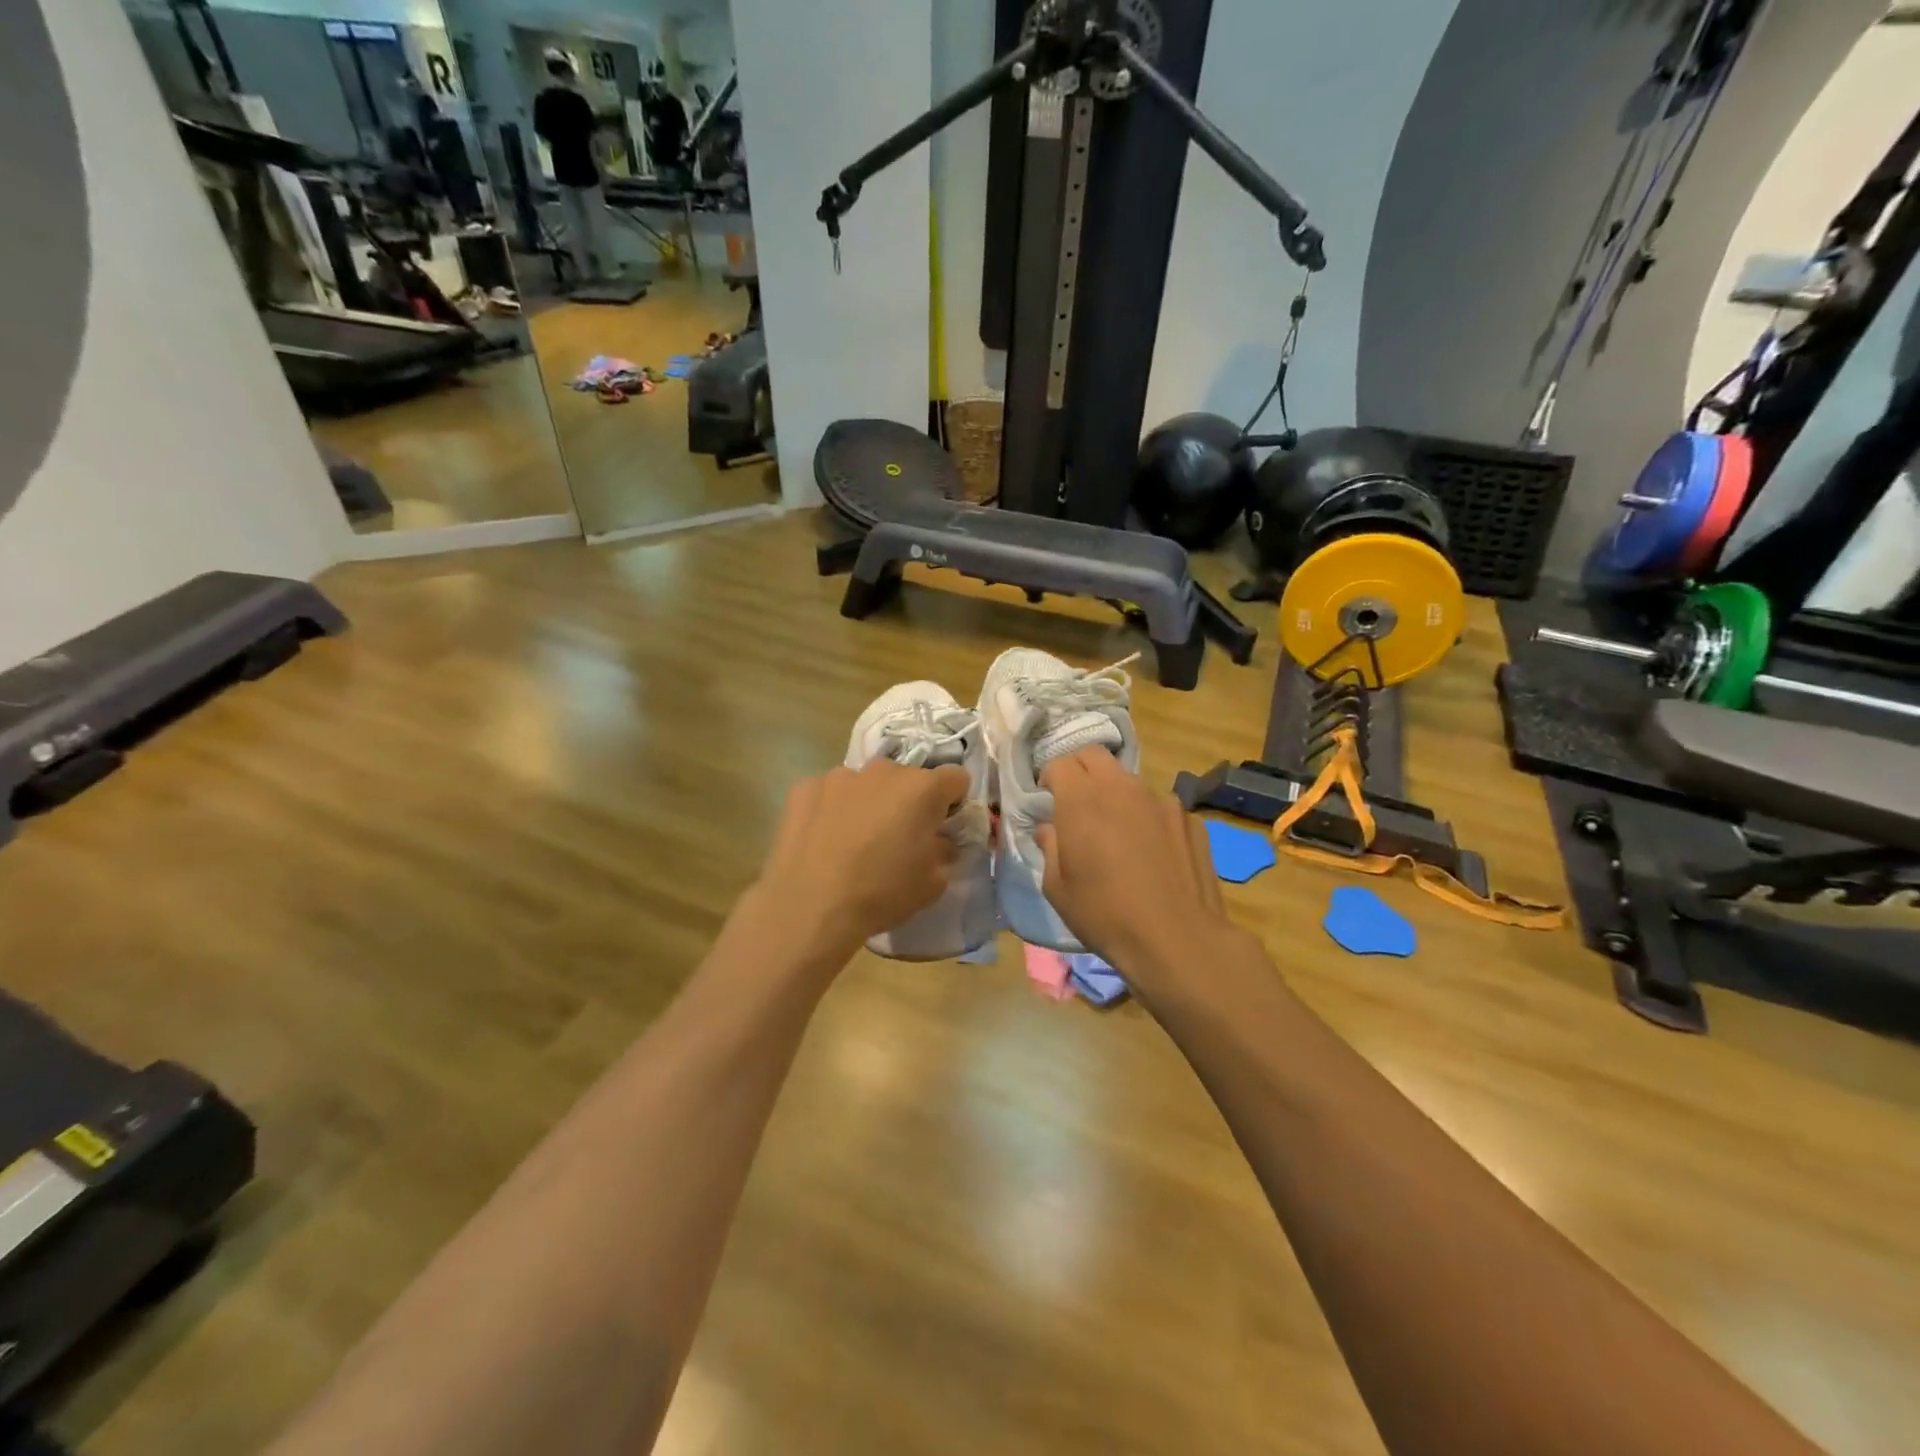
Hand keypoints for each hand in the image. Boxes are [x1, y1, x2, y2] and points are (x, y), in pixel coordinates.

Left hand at [752, 759, 971, 967]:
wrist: (810, 906)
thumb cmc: (881, 893)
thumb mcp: (932, 884)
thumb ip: (943, 852)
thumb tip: (939, 842)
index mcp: (922, 788)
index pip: (956, 778)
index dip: (953, 802)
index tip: (942, 826)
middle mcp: (883, 771)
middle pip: (907, 779)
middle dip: (908, 802)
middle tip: (897, 838)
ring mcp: (840, 775)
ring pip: (866, 784)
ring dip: (869, 803)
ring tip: (855, 842)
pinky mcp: (805, 787)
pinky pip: (830, 793)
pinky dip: (832, 809)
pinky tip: (824, 841)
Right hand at [1036, 750, 1248, 989]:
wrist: (1177, 939)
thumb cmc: (1105, 915)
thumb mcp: (1057, 888)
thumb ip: (1049, 848)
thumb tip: (1049, 829)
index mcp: (1082, 800)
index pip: (1060, 763)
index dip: (1050, 777)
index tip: (1047, 799)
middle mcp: (1122, 789)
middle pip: (1096, 756)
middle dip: (1080, 771)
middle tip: (1077, 802)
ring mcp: (1162, 800)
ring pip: (1130, 782)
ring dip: (1117, 796)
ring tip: (1118, 834)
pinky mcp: (1190, 819)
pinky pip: (1160, 808)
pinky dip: (1148, 819)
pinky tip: (1153, 854)